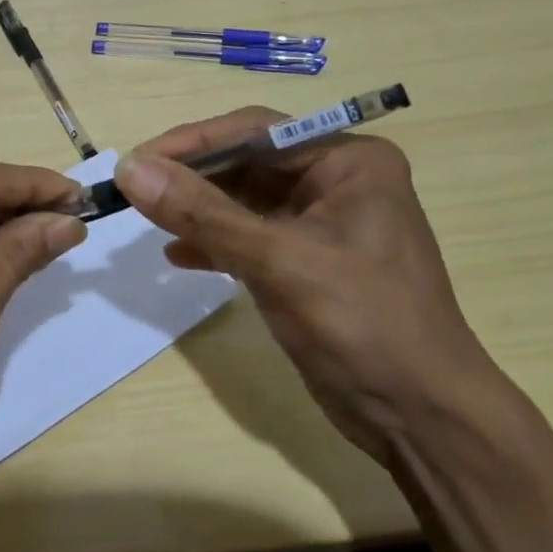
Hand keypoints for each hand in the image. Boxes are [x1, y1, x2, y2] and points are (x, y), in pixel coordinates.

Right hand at [116, 109, 499, 459]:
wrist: (422, 420)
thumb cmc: (363, 324)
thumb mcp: (278, 261)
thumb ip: (202, 213)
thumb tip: (130, 169)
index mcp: (348, 161)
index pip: (256, 131)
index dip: (193, 141)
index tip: (137, 160)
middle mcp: (336, 181)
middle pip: (247, 162)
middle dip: (191, 177)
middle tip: (133, 189)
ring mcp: (321, 223)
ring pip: (243, 200)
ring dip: (197, 210)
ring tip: (146, 218)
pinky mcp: (307, 262)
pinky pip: (250, 237)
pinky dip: (214, 243)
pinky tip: (177, 256)